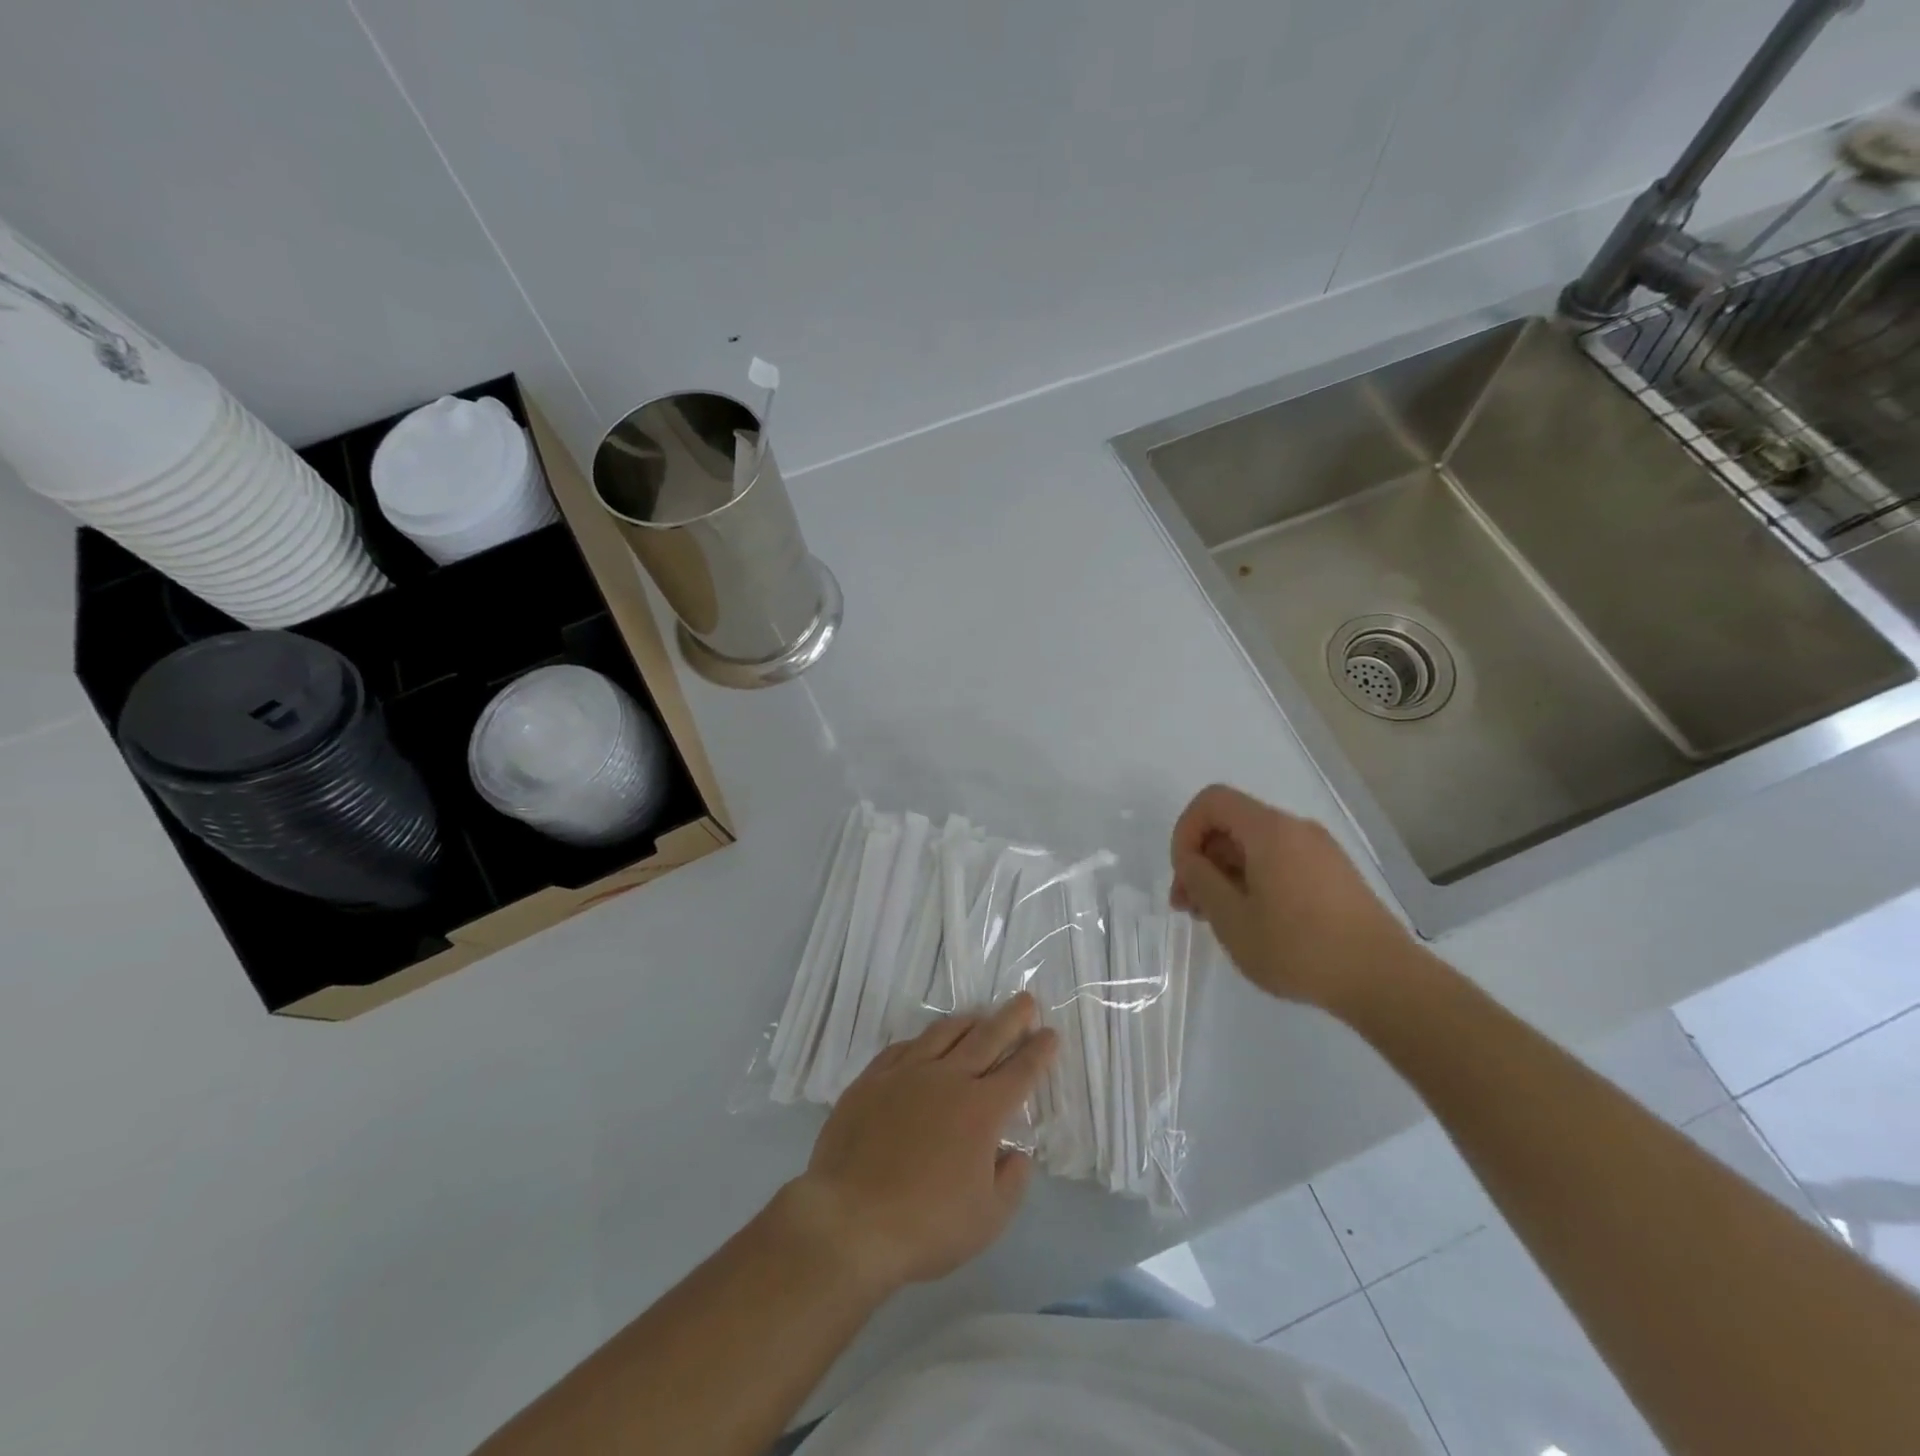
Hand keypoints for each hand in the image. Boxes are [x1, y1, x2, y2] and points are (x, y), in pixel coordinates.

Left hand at [783, 994, 1057, 1297]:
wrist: (850, 1220)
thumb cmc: (926, 1226)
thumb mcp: (987, 1220)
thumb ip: (1011, 1183)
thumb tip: (1017, 1154)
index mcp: (981, 1110)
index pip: (1020, 1072)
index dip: (1038, 1052)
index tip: (1051, 1034)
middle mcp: (947, 1079)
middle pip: (986, 1038)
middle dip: (1011, 1018)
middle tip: (1026, 1001)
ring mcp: (906, 1074)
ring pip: (943, 1034)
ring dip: (967, 1022)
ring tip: (979, 1016)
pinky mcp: (872, 1080)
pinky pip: (903, 1048)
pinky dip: (922, 1040)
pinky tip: (924, 1042)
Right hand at [1169, 784, 1418, 1012]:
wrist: (1384, 980)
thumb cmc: (1298, 948)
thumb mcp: (1232, 919)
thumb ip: (1200, 880)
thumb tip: (1190, 860)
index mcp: (1269, 830)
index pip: (1212, 801)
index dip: (1185, 831)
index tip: (1184, 875)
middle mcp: (1296, 829)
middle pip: (1233, 824)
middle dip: (1202, 859)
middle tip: (1189, 907)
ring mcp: (1320, 851)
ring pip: (1255, 846)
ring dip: (1226, 874)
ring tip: (1216, 919)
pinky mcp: (1334, 875)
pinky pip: (1280, 862)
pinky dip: (1254, 881)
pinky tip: (1253, 922)